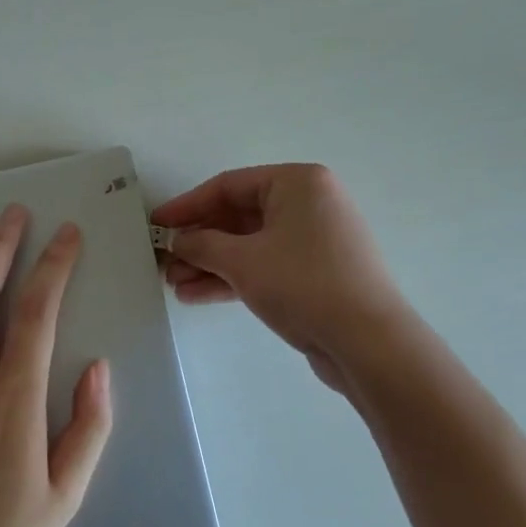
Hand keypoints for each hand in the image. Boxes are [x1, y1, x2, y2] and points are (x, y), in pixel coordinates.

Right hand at [151, 164, 413, 391]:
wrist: (369, 343)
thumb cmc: (303, 284)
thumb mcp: (243, 261)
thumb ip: (202, 245)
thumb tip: (178, 241)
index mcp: (297, 183)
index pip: (229, 185)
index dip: (188, 205)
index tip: (156, 224)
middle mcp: (308, 203)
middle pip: (239, 215)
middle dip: (199, 240)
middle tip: (163, 261)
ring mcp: (315, 240)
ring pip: (250, 244)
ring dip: (212, 263)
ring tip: (174, 284)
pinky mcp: (316, 273)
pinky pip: (266, 265)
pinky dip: (234, 277)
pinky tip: (197, 295)